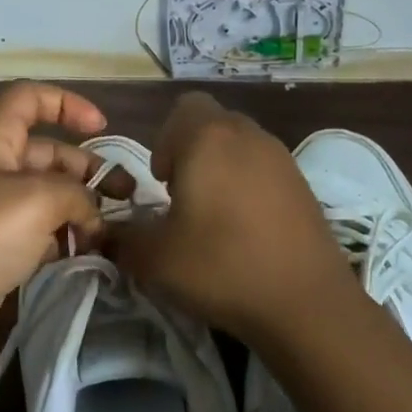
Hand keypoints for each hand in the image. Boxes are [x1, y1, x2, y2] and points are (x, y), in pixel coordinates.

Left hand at [0, 83, 108, 368]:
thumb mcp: (38, 199)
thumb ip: (77, 194)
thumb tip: (93, 213)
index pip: (28, 99)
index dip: (66, 103)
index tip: (101, 126)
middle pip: (47, 152)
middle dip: (87, 168)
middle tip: (126, 194)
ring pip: (48, 195)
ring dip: (81, 207)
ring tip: (112, 231)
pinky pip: (41, 231)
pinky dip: (65, 237)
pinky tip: (88, 253)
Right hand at [114, 92, 347, 340]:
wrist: (307, 304)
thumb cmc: (221, 266)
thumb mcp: (154, 258)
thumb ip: (121, 237)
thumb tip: (104, 231)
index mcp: (208, 139)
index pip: (183, 108)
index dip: (166, 139)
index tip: (163, 183)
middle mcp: (247, 135)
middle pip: (212, 124)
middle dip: (191, 153)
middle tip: (184, 199)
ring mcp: (282, 159)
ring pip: (240, 145)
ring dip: (221, 169)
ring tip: (215, 217)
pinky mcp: (304, 185)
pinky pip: (265, 169)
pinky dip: (249, 187)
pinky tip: (247, 230)